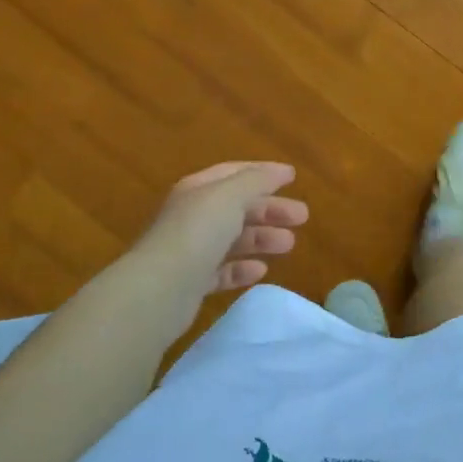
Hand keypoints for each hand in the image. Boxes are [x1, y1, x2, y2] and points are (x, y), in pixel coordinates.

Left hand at [132, 162, 308, 305]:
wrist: (160, 289)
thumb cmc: (198, 232)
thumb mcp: (230, 196)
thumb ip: (257, 180)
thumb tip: (280, 172)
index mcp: (198, 189)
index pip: (234, 173)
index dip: (264, 172)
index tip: (293, 178)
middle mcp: (192, 216)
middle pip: (237, 207)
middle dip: (270, 209)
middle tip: (302, 217)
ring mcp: (190, 250)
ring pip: (233, 238)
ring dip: (262, 238)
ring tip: (288, 245)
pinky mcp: (191, 283)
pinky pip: (222, 270)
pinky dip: (242, 268)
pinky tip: (260, 270)